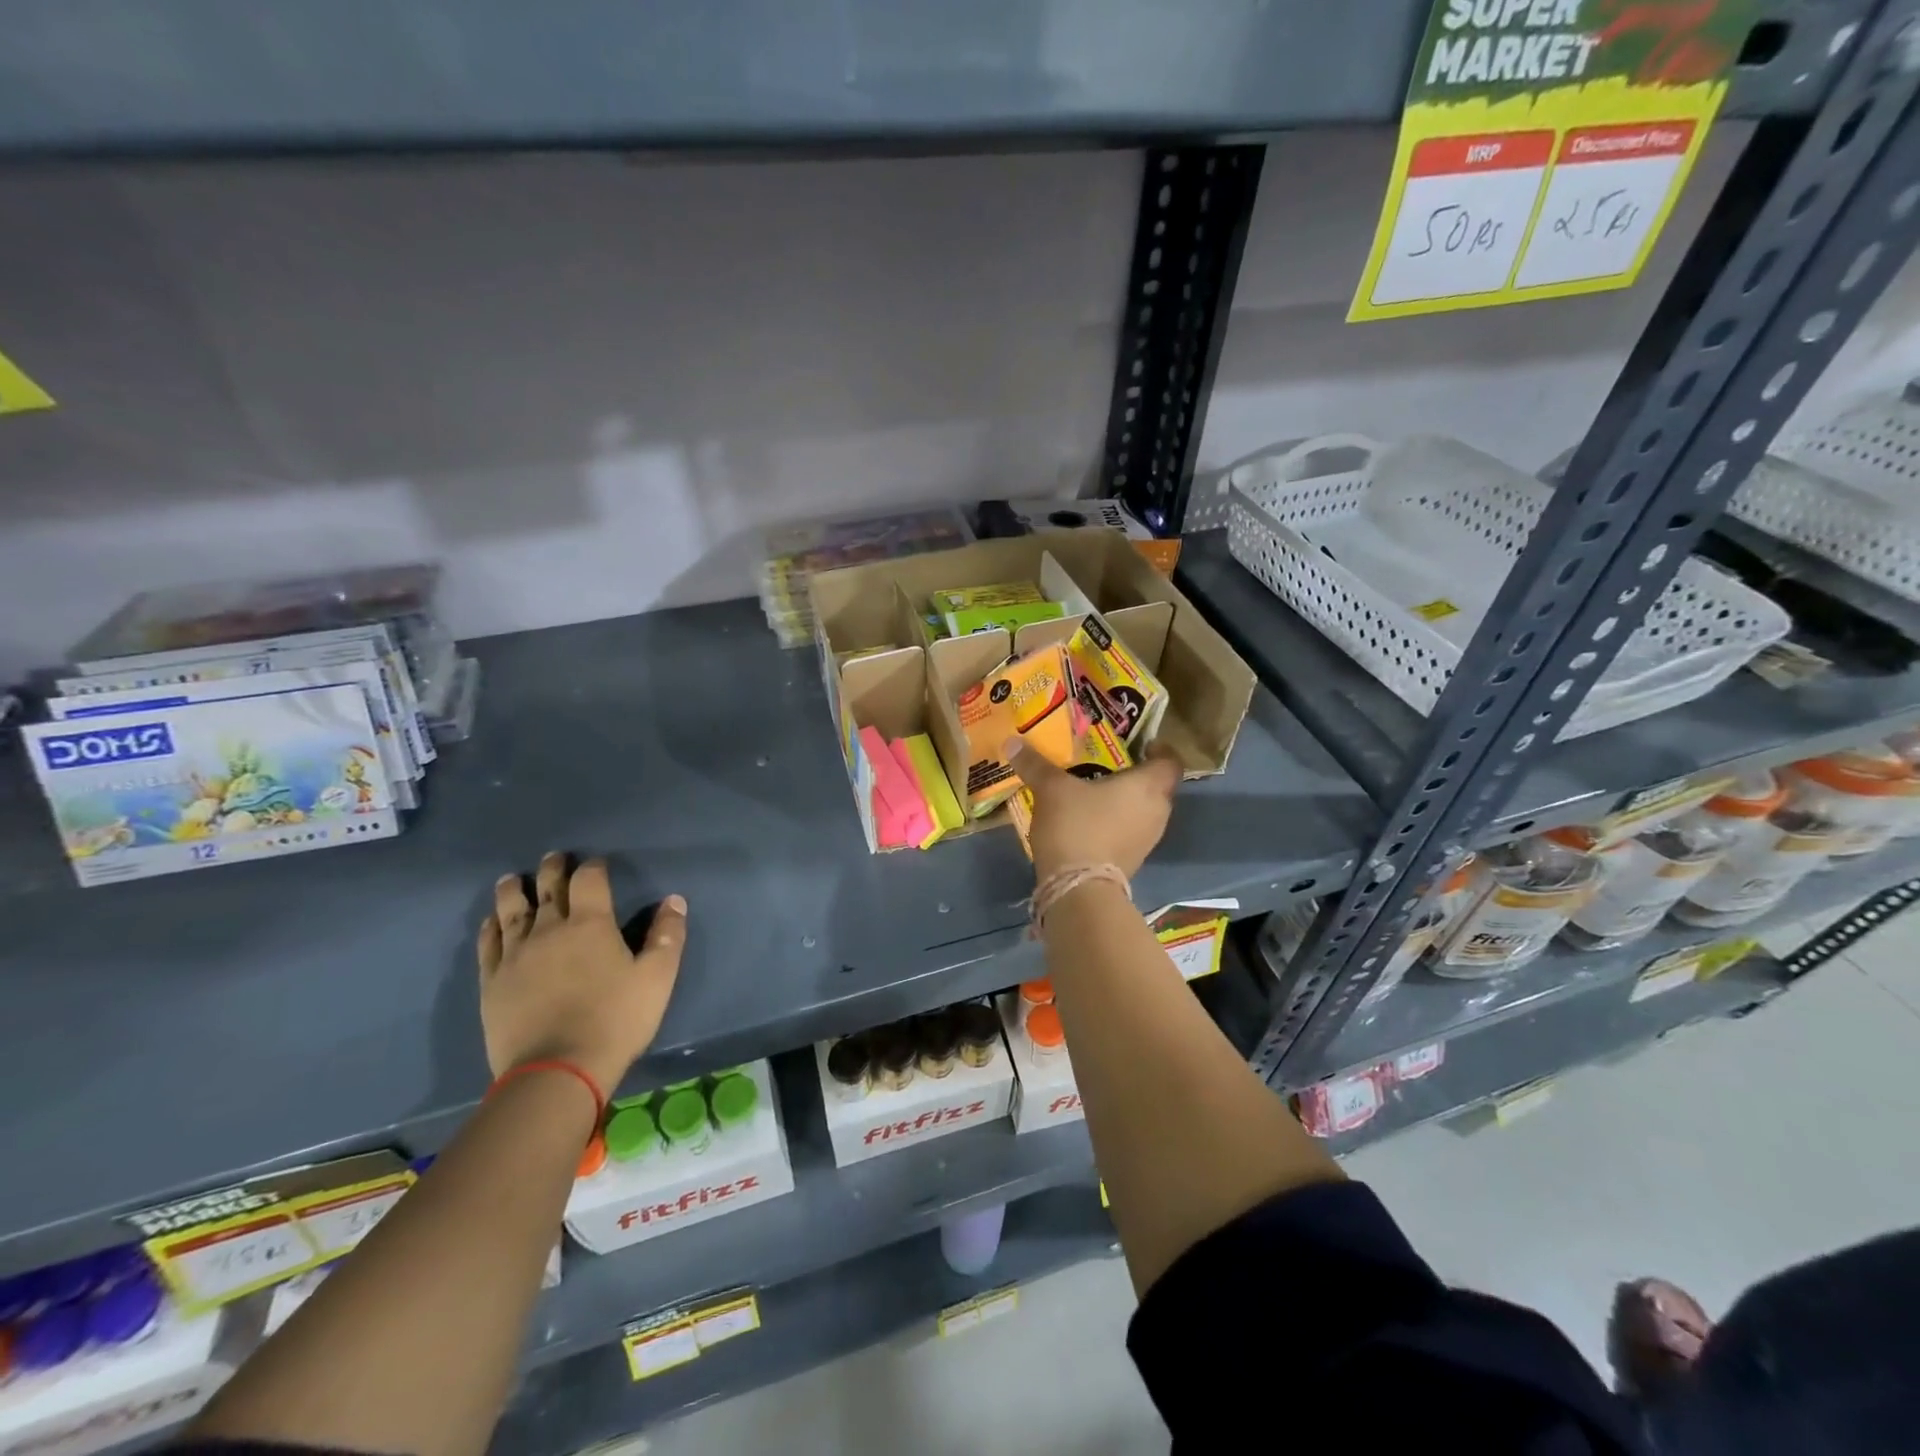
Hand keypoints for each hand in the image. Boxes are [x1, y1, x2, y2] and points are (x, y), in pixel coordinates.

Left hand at [478, 853, 687, 1095]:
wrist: (556, 1071)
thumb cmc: (616, 1020)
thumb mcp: (658, 977)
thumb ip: (667, 935)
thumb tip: (674, 900)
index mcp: (591, 925)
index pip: (589, 880)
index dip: (594, 867)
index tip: (598, 864)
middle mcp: (549, 930)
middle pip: (548, 888)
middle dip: (553, 869)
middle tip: (553, 857)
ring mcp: (515, 955)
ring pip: (511, 911)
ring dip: (514, 890)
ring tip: (513, 879)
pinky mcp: (492, 982)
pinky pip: (488, 944)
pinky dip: (491, 926)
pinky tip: (492, 921)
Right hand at [1006, 736, 1181, 882]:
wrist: (1080, 888)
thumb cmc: (1076, 826)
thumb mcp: (1051, 789)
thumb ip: (1035, 764)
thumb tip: (1012, 742)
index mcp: (1148, 786)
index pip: (1170, 761)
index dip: (1160, 750)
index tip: (1141, 745)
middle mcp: (1158, 811)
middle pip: (1158, 786)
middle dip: (1137, 775)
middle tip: (1109, 765)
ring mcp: (1148, 839)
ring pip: (1144, 811)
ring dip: (1126, 802)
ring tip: (1096, 792)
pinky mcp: (1134, 860)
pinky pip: (1131, 831)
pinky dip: (1117, 823)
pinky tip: (1091, 821)